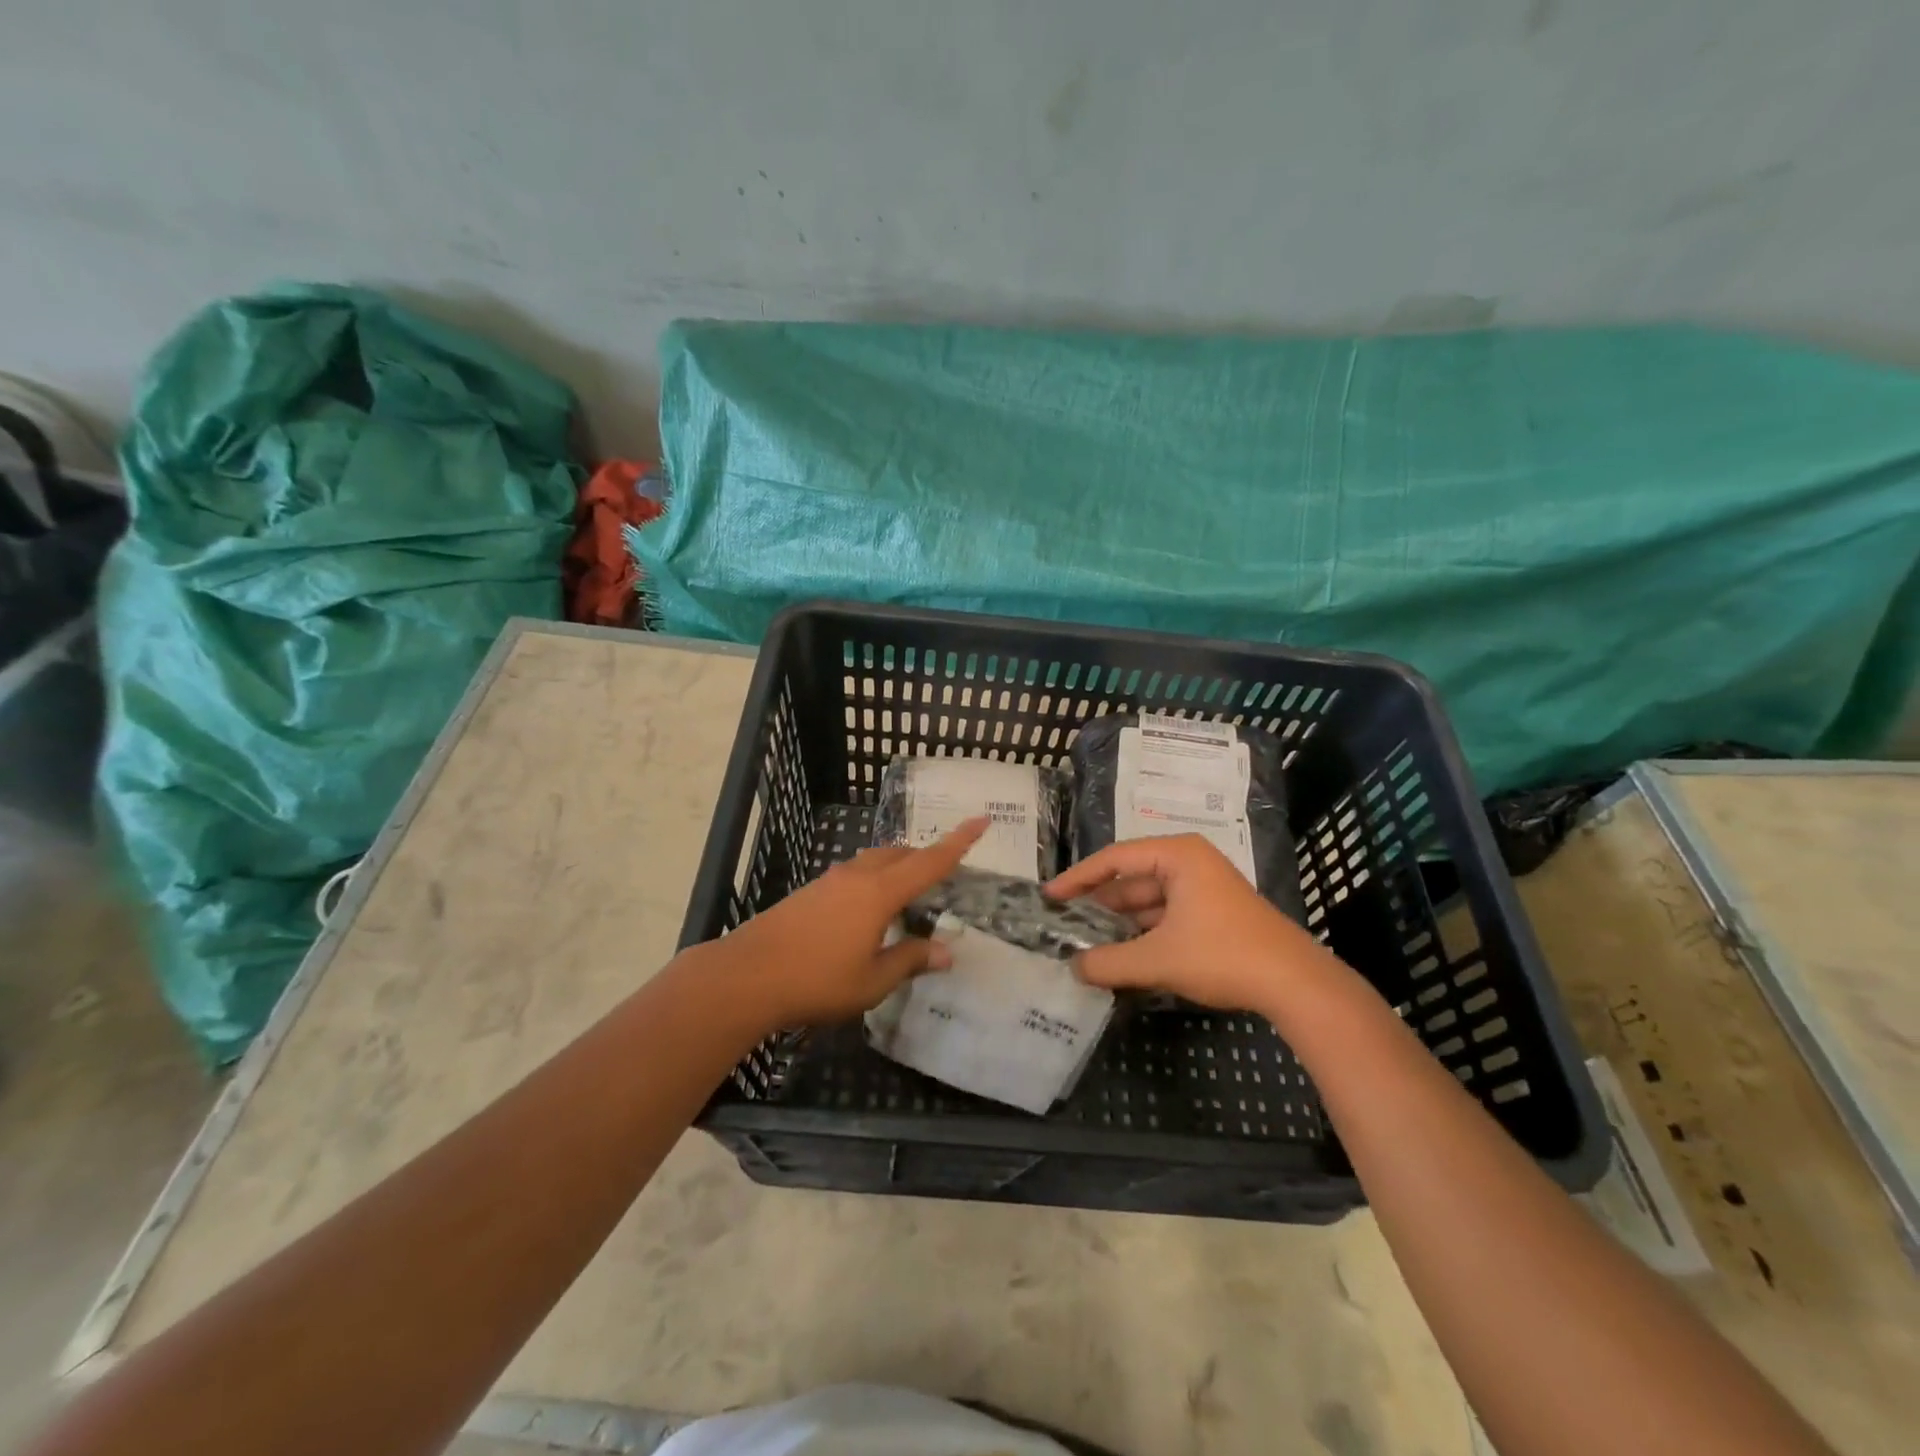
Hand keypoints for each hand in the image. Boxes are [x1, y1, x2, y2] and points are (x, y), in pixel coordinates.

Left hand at [691, 818, 986, 1028]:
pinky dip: (872, 881)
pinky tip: (866, 912)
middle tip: (943, 875)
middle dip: (924, 858)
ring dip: (896, 868)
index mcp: (880, 893)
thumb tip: (946, 951)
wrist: (746, 975)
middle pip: (899, 854)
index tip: (981, 820)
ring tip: (907, 895)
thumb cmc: (817, 981)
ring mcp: (829, 881)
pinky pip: (853, 874)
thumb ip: (910, 960)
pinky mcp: (809, 892)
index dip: (959, 842)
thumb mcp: (872, 981)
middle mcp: (857, 876)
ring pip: (874, 861)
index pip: (929, 861)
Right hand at [1045, 833, 1336, 1011]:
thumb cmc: (1222, 955)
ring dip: (1120, 922)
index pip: (1114, 859)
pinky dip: (1143, 932)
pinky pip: (1165, 915)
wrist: (1295, 984)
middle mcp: (1189, 862)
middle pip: (1131, 879)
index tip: (1050, 897)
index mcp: (1177, 855)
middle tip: (1063, 923)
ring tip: (1085, 942)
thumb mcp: (1157, 960)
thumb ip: (1108, 962)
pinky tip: (1122, 954)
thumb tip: (1073, 967)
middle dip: (1098, 904)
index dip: (1078, 879)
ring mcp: (1204, 887)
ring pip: (1148, 900)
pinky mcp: (1213, 912)